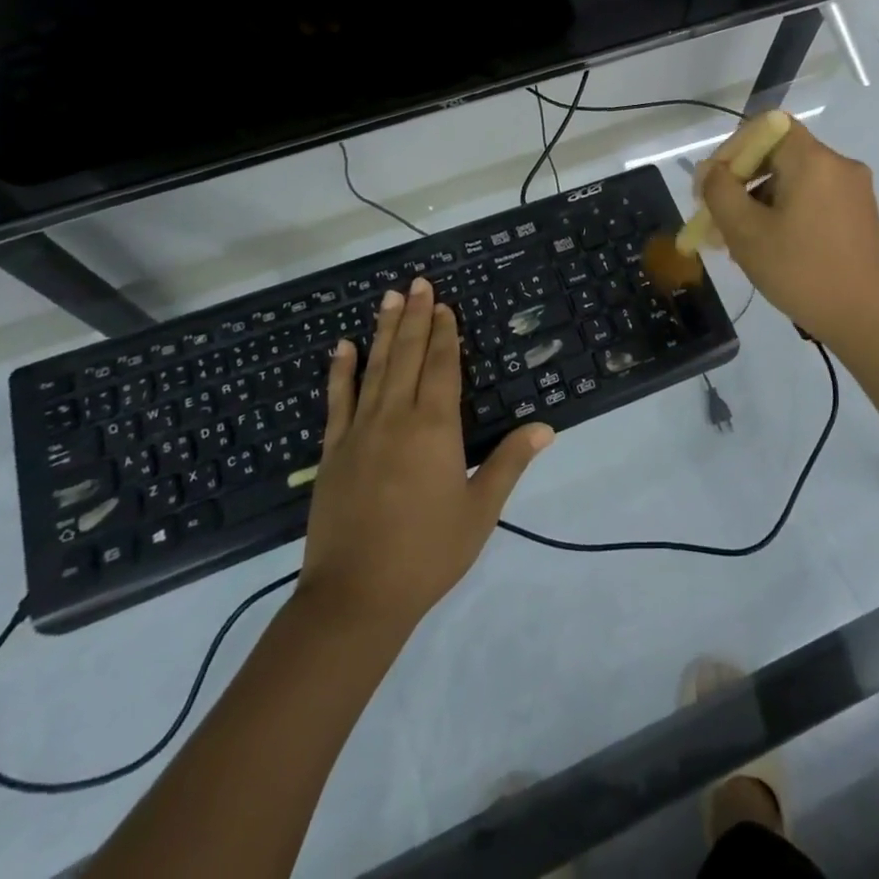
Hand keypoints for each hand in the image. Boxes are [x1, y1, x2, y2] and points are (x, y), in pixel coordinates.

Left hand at [297, 279, 553, 637]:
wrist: (356, 597)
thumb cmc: (427, 552)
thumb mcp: (480, 510)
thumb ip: (510, 462)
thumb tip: (545, 427)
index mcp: (435, 428)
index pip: (442, 367)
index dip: (444, 333)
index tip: (443, 304)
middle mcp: (397, 417)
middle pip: (408, 356)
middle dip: (415, 317)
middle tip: (416, 282)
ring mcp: (360, 431)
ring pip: (375, 368)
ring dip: (383, 330)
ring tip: (388, 298)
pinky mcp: (333, 450)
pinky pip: (337, 400)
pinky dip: (340, 371)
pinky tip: (342, 347)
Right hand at [697, 120, 878, 348]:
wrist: (870, 322)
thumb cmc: (802, 272)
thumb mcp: (746, 232)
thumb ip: (719, 192)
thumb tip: (710, 170)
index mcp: (813, 160)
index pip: (766, 127)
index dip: (733, 149)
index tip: (714, 186)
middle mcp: (839, 166)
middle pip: (778, 154)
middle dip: (742, 182)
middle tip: (717, 219)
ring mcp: (854, 192)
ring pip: (794, 181)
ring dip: (760, 202)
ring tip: (739, 243)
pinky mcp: (860, 216)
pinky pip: (813, 200)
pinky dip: (785, 214)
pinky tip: (771, 250)